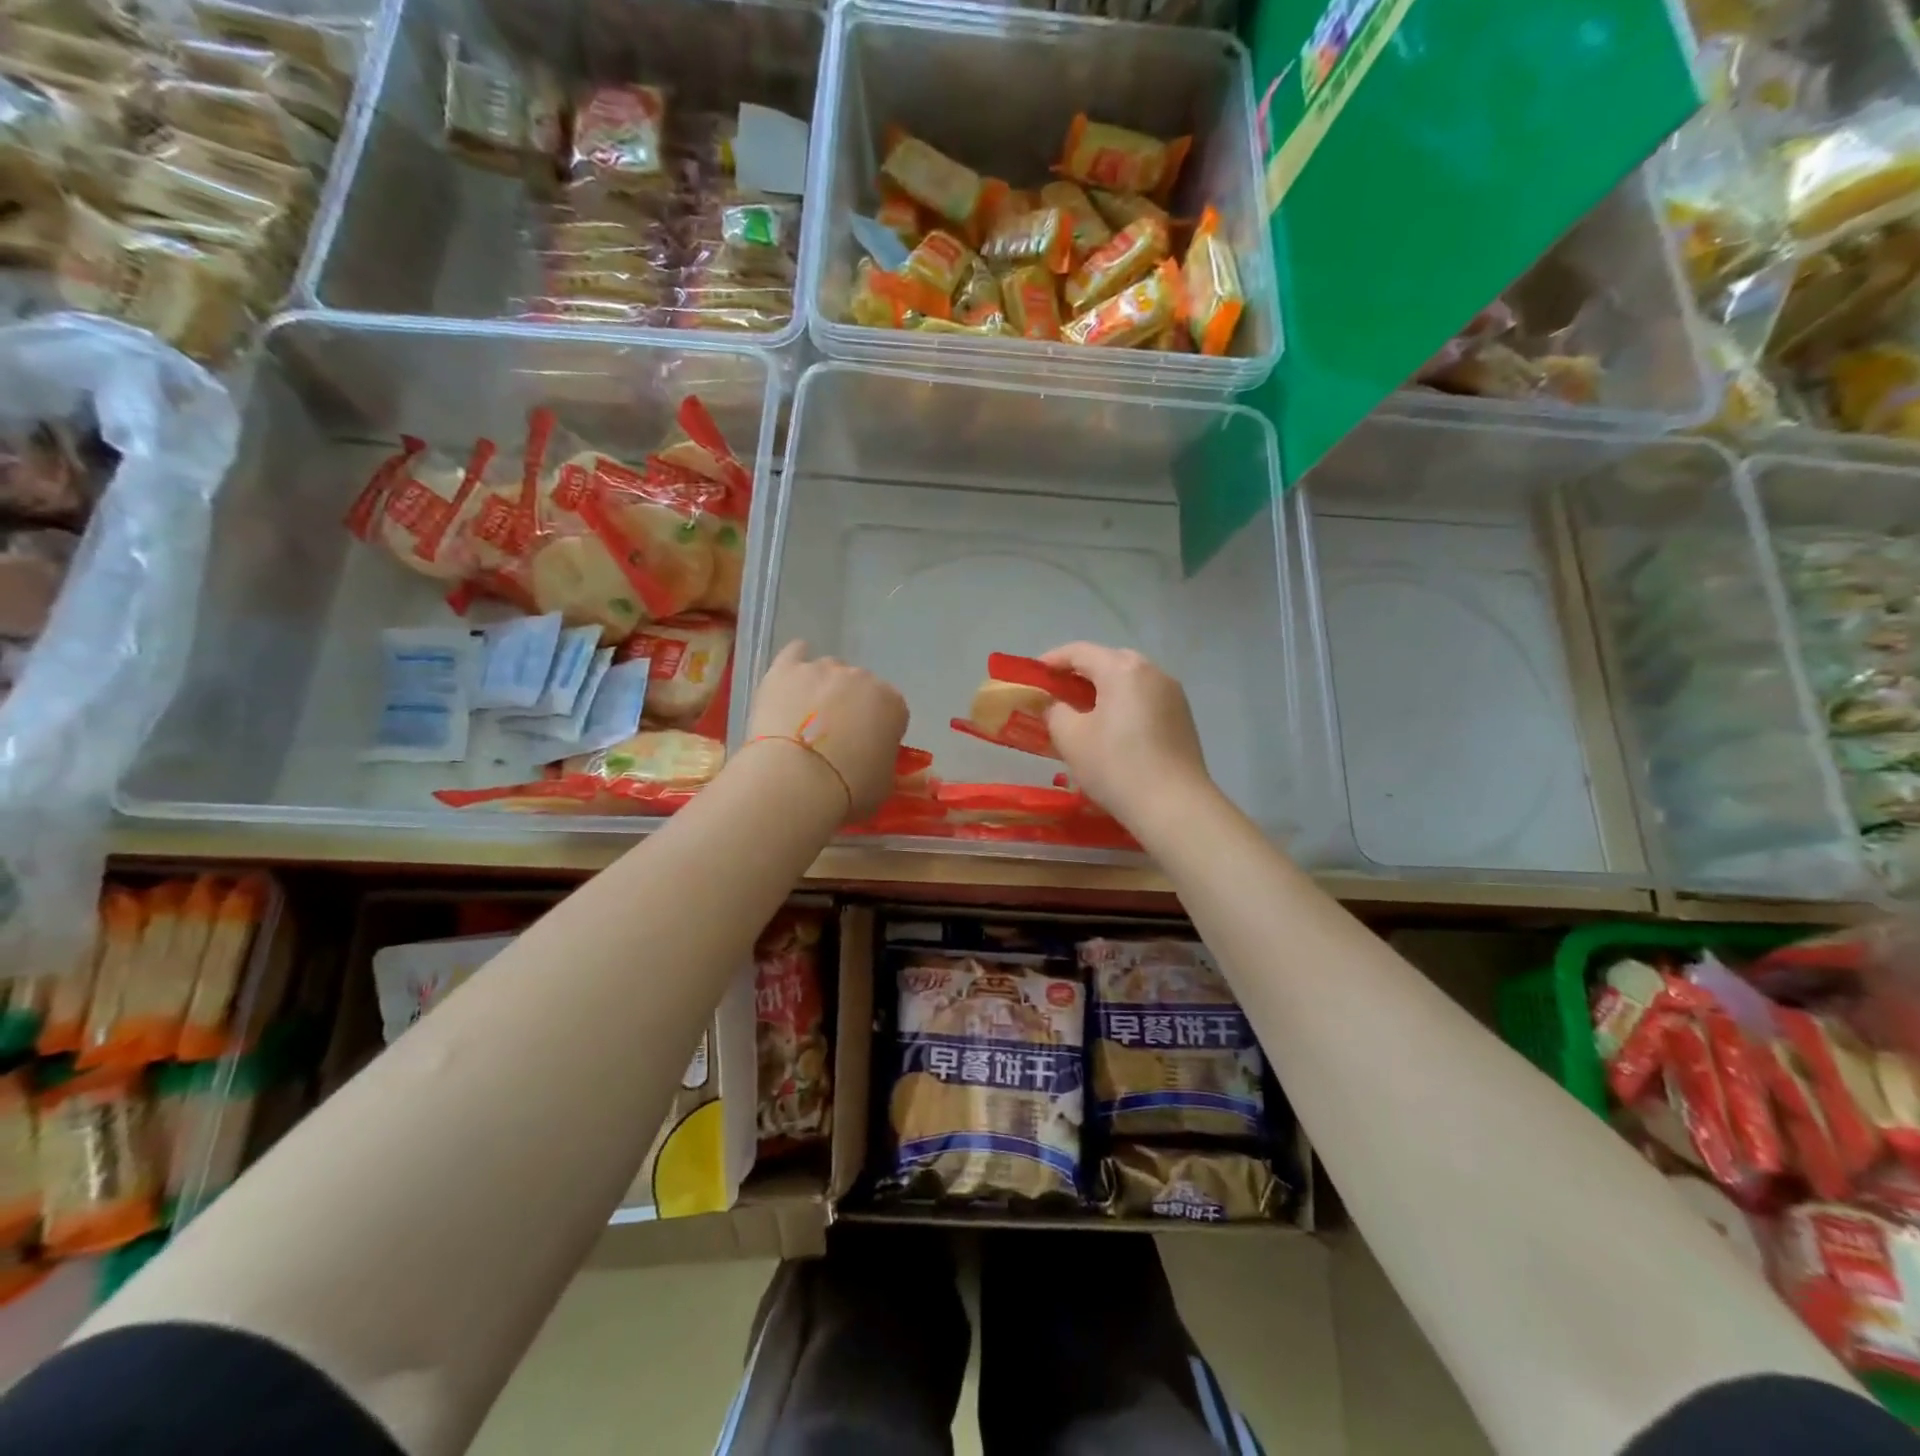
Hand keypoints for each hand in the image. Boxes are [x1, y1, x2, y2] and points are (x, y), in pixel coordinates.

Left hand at [748, 641, 908, 819]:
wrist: (796, 780)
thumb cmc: (848, 789)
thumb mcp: (883, 786)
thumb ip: (887, 765)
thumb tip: (881, 761)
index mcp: (892, 704)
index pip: (892, 712)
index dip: (879, 731)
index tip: (866, 750)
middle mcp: (862, 677)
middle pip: (860, 687)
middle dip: (851, 708)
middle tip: (834, 739)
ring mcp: (823, 669)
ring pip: (828, 672)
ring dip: (823, 690)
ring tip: (805, 719)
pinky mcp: (787, 669)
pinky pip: (795, 653)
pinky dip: (796, 662)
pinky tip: (792, 678)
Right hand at [1040, 643, 1211, 830]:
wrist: (1174, 806)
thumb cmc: (1116, 766)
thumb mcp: (1071, 738)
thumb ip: (1055, 712)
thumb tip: (1057, 705)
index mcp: (1122, 669)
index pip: (1079, 651)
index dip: (1052, 661)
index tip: (1032, 676)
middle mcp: (1152, 671)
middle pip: (1108, 661)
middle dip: (1079, 674)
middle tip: (1057, 694)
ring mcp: (1172, 694)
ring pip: (1129, 681)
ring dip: (1103, 690)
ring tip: (1082, 713)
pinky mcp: (1183, 717)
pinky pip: (1145, 699)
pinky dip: (1124, 705)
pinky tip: (1112, 730)